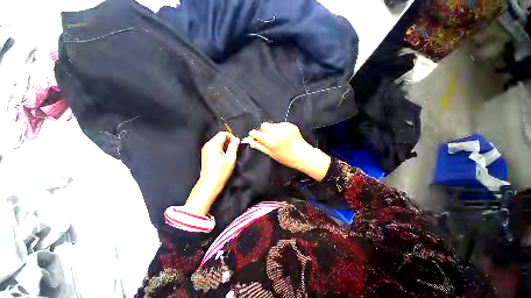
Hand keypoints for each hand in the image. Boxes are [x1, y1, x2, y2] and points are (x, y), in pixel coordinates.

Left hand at [185, 132, 239, 214]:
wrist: (210, 184)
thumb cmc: (221, 172)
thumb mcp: (231, 158)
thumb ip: (234, 147)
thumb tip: (237, 139)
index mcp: (213, 144)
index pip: (223, 134)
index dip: (231, 137)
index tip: (236, 144)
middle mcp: (207, 145)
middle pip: (220, 137)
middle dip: (228, 141)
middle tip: (234, 150)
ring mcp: (206, 149)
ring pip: (217, 142)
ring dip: (225, 145)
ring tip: (230, 154)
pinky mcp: (206, 154)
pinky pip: (215, 147)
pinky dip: (221, 149)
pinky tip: (224, 157)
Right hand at [244, 122, 330, 180]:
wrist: (303, 154)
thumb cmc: (286, 158)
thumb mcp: (272, 154)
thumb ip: (260, 146)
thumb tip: (250, 141)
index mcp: (271, 141)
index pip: (256, 133)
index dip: (253, 134)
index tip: (253, 136)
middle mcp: (277, 131)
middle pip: (264, 125)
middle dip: (263, 130)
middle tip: (267, 138)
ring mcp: (284, 126)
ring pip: (272, 124)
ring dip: (271, 130)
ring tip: (278, 137)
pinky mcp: (290, 124)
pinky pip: (280, 124)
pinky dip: (279, 129)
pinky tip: (284, 136)